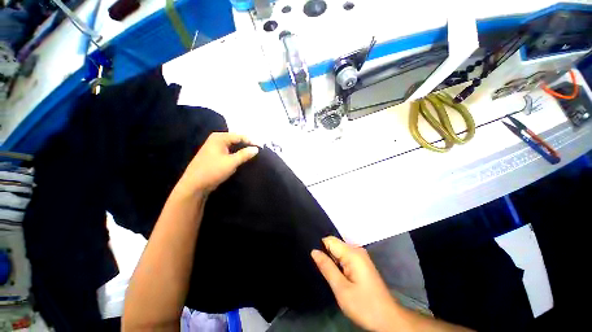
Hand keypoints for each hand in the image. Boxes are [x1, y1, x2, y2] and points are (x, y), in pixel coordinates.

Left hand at [176, 132, 258, 194]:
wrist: (194, 184)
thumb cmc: (213, 171)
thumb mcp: (231, 162)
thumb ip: (244, 154)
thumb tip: (256, 149)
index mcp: (219, 137)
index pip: (240, 136)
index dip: (251, 141)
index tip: (261, 147)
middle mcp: (216, 139)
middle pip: (236, 139)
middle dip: (247, 144)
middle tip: (258, 150)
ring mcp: (215, 147)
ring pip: (233, 146)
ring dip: (242, 149)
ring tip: (253, 154)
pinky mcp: (214, 155)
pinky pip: (229, 151)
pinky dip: (236, 153)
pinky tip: (242, 158)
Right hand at [311, 236, 401, 331]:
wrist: (388, 319)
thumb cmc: (364, 305)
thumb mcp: (341, 289)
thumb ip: (327, 267)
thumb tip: (314, 251)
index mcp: (352, 253)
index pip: (329, 240)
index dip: (320, 248)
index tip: (313, 260)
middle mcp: (357, 250)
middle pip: (335, 245)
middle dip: (326, 255)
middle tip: (320, 270)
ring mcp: (361, 257)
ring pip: (339, 252)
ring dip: (332, 260)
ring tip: (327, 273)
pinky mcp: (362, 264)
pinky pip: (345, 257)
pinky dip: (339, 264)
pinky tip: (336, 275)